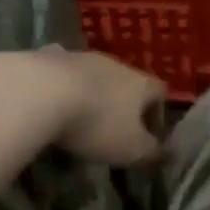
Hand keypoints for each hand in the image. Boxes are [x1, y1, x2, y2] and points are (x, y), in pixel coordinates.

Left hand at [22, 48, 165, 165]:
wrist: (40, 93)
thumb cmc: (97, 124)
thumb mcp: (131, 149)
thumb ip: (152, 152)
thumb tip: (170, 153)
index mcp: (140, 84)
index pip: (160, 91)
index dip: (158, 112)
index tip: (149, 134)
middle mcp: (115, 64)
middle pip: (127, 80)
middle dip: (122, 102)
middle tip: (112, 128)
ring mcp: (81, 57)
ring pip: (93, 74)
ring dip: (91, 92)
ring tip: (78, 116)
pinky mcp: (48, 56)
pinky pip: (60, 70)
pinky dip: (59, 83)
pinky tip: (49, 98)